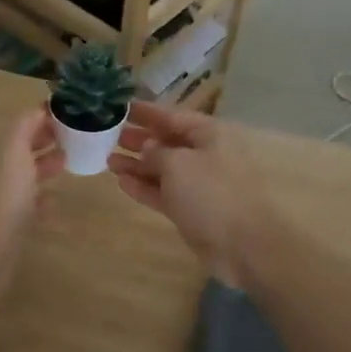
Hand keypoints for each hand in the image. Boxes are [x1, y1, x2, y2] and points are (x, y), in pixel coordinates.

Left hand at [0, 105, 64, 299]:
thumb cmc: (2, 196)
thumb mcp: (14, 149)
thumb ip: (25, 124)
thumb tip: (41, 107)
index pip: (20, 125)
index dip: (44, 117)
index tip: (73, 114)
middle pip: (22, 149)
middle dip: (46, 140)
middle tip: (77, 137)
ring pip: (25, 176)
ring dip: (45, 168)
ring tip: (70, 163)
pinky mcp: (7, 226)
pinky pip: (27, 207)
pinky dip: (41, 201)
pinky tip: (55, 203)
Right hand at [108, 102, 276, 289]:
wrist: (243, 245)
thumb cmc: (211, 193)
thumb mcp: (178, 163)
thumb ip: (157, 151)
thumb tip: (147, 146)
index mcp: (210, 135)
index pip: (173, 116)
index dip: (146, 112)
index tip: (120, 106)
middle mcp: (206, 155)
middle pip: (168, 142)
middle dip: (139, 138)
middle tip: (109, 134)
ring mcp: (199, 185)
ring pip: (163, 169)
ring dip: (137, 164)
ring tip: (108, 159)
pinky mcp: (192, 210)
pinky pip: (164, 192)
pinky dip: (144, 187)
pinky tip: (121, 182)